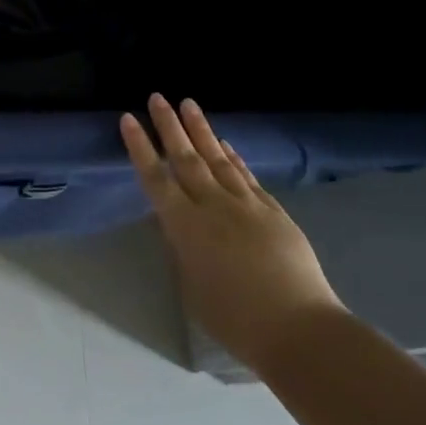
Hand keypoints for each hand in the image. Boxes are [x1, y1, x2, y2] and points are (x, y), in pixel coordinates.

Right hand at [121, 94, 343, 368]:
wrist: (297, 327)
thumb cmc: (233, 318)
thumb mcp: (191, 285)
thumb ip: (183, 249)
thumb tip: (180, 226)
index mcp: (184, 226)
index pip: (155, 178)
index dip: (140, 148)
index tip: (128, 119)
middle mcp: (212, 206)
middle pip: (186, 158)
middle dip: (169, 126)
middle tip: (157, 97)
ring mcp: (246, 205)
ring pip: (217, 158)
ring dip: (201, 130)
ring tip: (188, 104)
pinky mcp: (272, 211)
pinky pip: (246, 175)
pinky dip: (233, 156)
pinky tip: (225, 143)